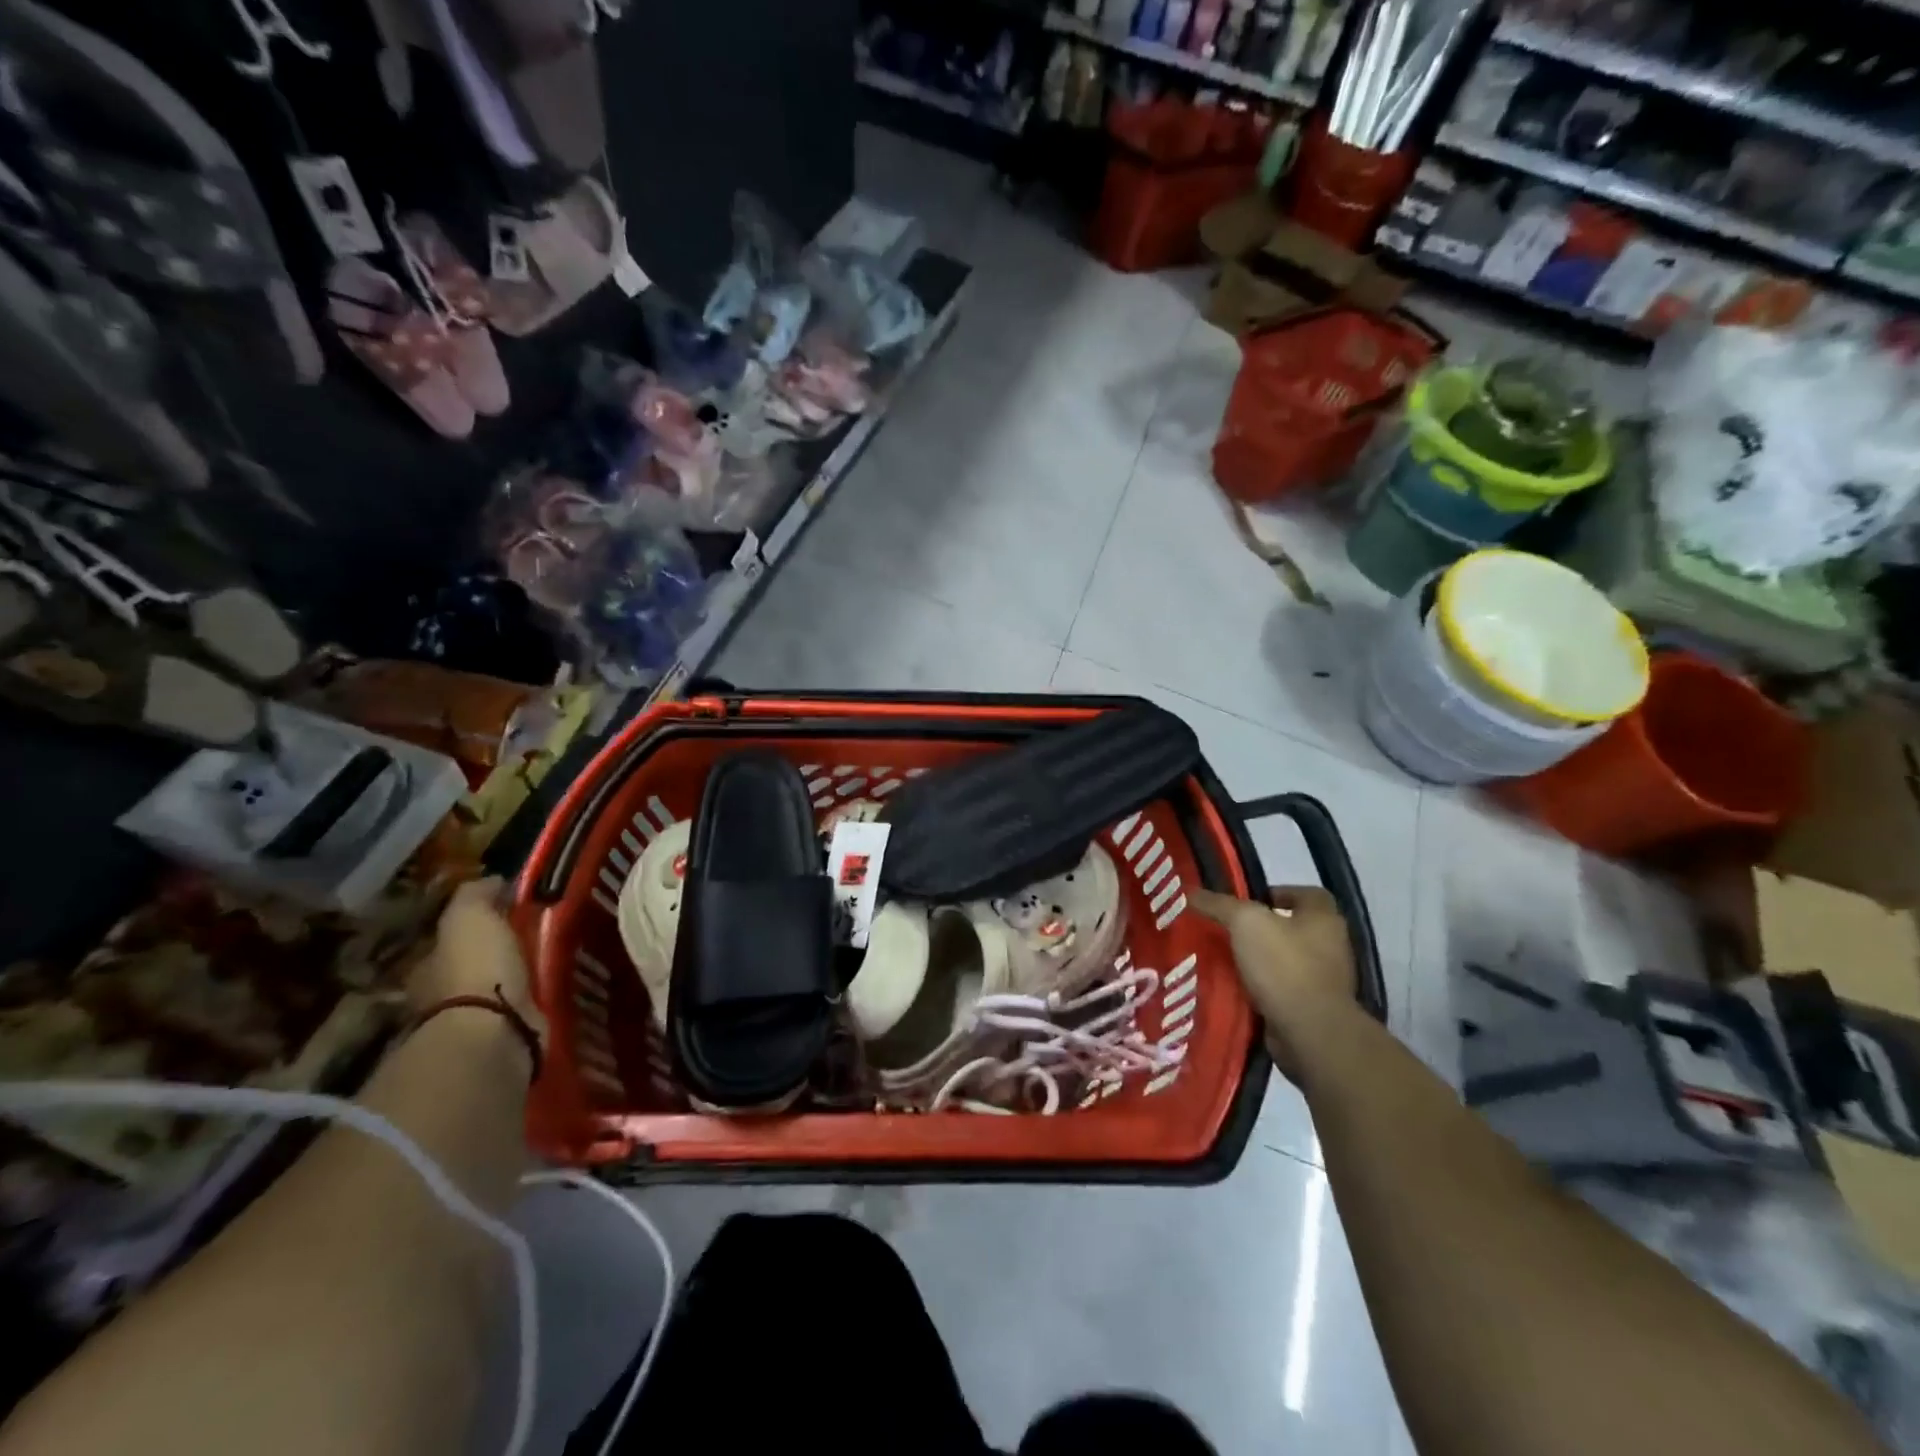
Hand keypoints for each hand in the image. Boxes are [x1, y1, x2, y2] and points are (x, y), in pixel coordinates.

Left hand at [409, 879, 545, 1047]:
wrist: (495, 1030)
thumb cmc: (475, 968)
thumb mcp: (470, 916)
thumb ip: (476, 895)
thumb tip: (493, 879)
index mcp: (430, 965)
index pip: (452, 937)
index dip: (479, 922)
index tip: (511, 908)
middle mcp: (446, 995)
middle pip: (478, 963)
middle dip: (503, 951)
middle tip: (541, 931)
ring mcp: (478, 1018)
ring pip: (504, 986)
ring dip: (525, 974)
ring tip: (559, 955)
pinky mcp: (510, 1035)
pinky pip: (528, 1007)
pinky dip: (540, 996)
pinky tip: (561, 983)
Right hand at [1192, 885, 1355, 1076]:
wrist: (1310, 1032)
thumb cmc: (1284, 966)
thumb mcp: (1245, 923)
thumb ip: (1219, 904)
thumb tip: (1191, 891)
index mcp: (1324, 918)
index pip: (1306, 894)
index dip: (1278, 893)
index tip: (1247, 901)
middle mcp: (1330, 946)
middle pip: (1292, 928)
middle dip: (1261, 929)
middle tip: (1226, 929)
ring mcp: (1324, 980)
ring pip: (1284, 960)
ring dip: (1258, 960)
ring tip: (1223, 958)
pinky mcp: (1312, 1009)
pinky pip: (1280, 990)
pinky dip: (1260, 988)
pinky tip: (1233, 987)